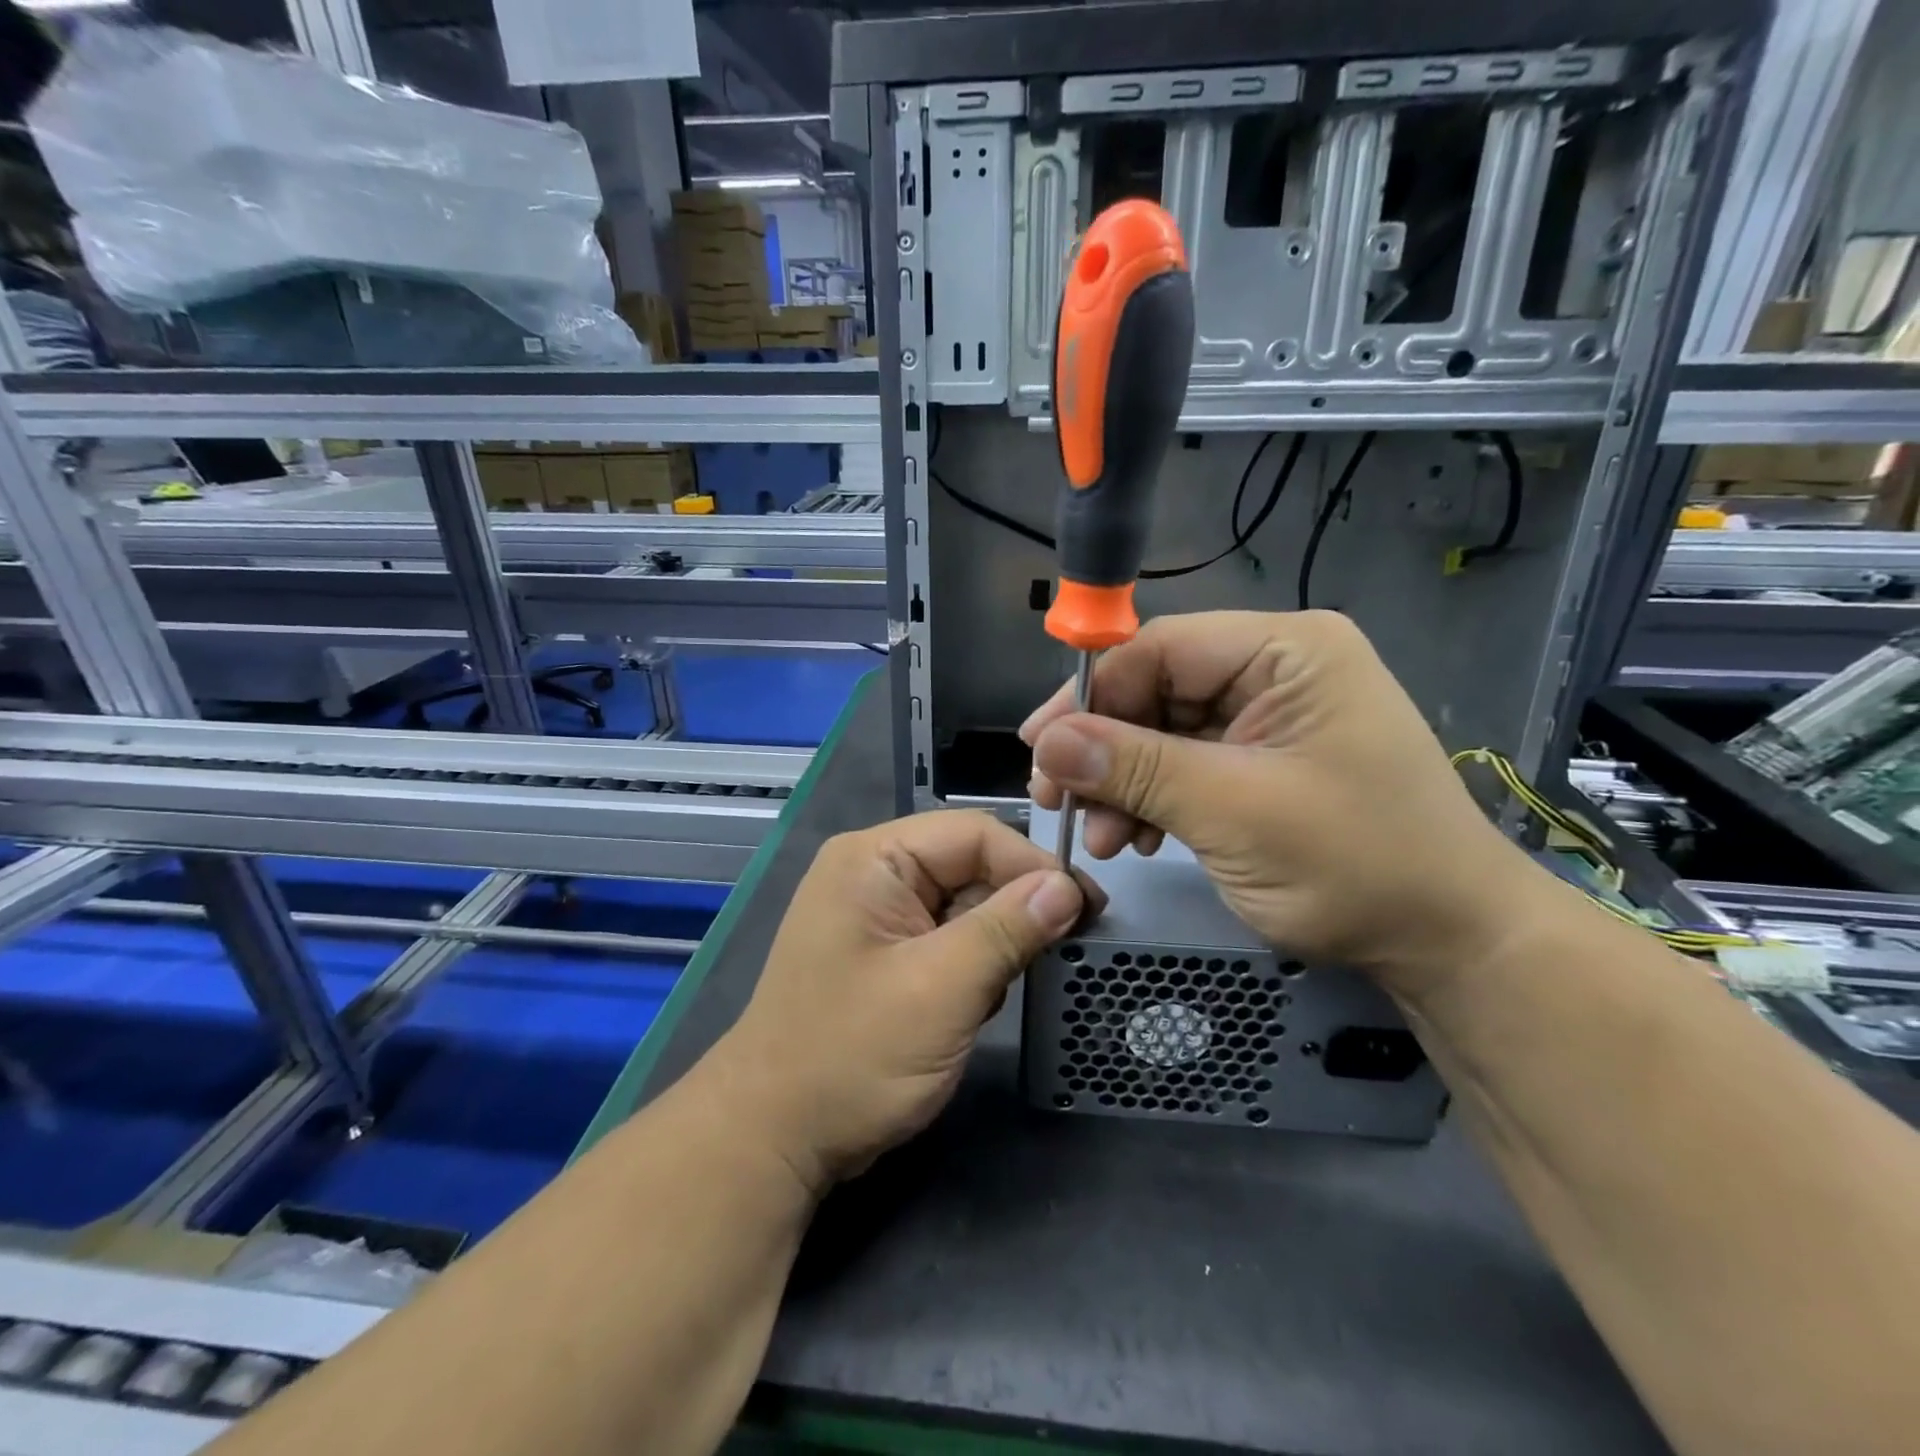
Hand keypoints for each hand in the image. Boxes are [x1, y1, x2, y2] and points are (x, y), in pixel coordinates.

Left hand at [706, 811, 1095, 1193]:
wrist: (775, 1139)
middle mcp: (875, 873)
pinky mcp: (888, 953)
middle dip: (1017, 906)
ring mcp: (879, 915)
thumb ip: (1006, 930)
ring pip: (966, 903)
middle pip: (971, 864)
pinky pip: (949, 937)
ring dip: (997, 941)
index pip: (974, 833)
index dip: (1033, 865)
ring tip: (1005, 987)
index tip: (1086, 910)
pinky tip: (977, 1003)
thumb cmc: (852, 1057)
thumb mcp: (940, 990)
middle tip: (1066, 947)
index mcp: (874, 859)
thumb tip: (1069, 887)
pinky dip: (975, 964)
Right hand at [1021, 610, 1529, 989]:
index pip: (1160, 648)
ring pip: (1161, 733)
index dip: (1091, 694)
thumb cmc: (1357, 865)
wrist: (1447, 944)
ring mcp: (1267, 719)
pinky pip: (1183, 765)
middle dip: (1103, 751)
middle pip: (1155, 691)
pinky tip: (1133, 837)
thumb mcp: (1233, 811)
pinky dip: (1150, 800)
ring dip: (1121, 783)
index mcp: (1287, 651)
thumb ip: (1136, 768)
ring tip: (1100, 838)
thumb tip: (1048, 742)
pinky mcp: (1260, 762)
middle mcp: (1275, 671)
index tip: (1038, 747)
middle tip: (1056, 801)